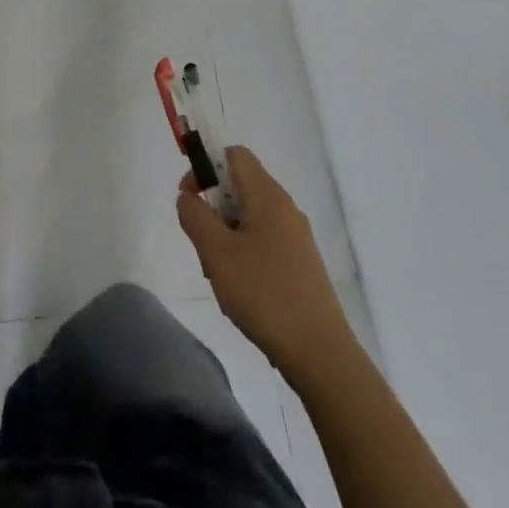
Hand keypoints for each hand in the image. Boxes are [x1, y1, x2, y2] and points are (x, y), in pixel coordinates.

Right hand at [177, 146, 353, 373]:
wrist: (320, 353)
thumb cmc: (264, 294)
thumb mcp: (216, 252)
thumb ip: (195, 215)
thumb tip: (188, 196)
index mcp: (267, 195)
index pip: (233, 154)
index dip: (206, 166)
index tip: (190, 198)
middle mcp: (285, 207)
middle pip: (239, 186)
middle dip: (214, 208)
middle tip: (204, 245)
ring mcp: (296, 236)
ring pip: (249, 217)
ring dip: (226, 236)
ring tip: (221, 275)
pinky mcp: (301, 263)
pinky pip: (263, 241)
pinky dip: (244, 254)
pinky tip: (240, 291)